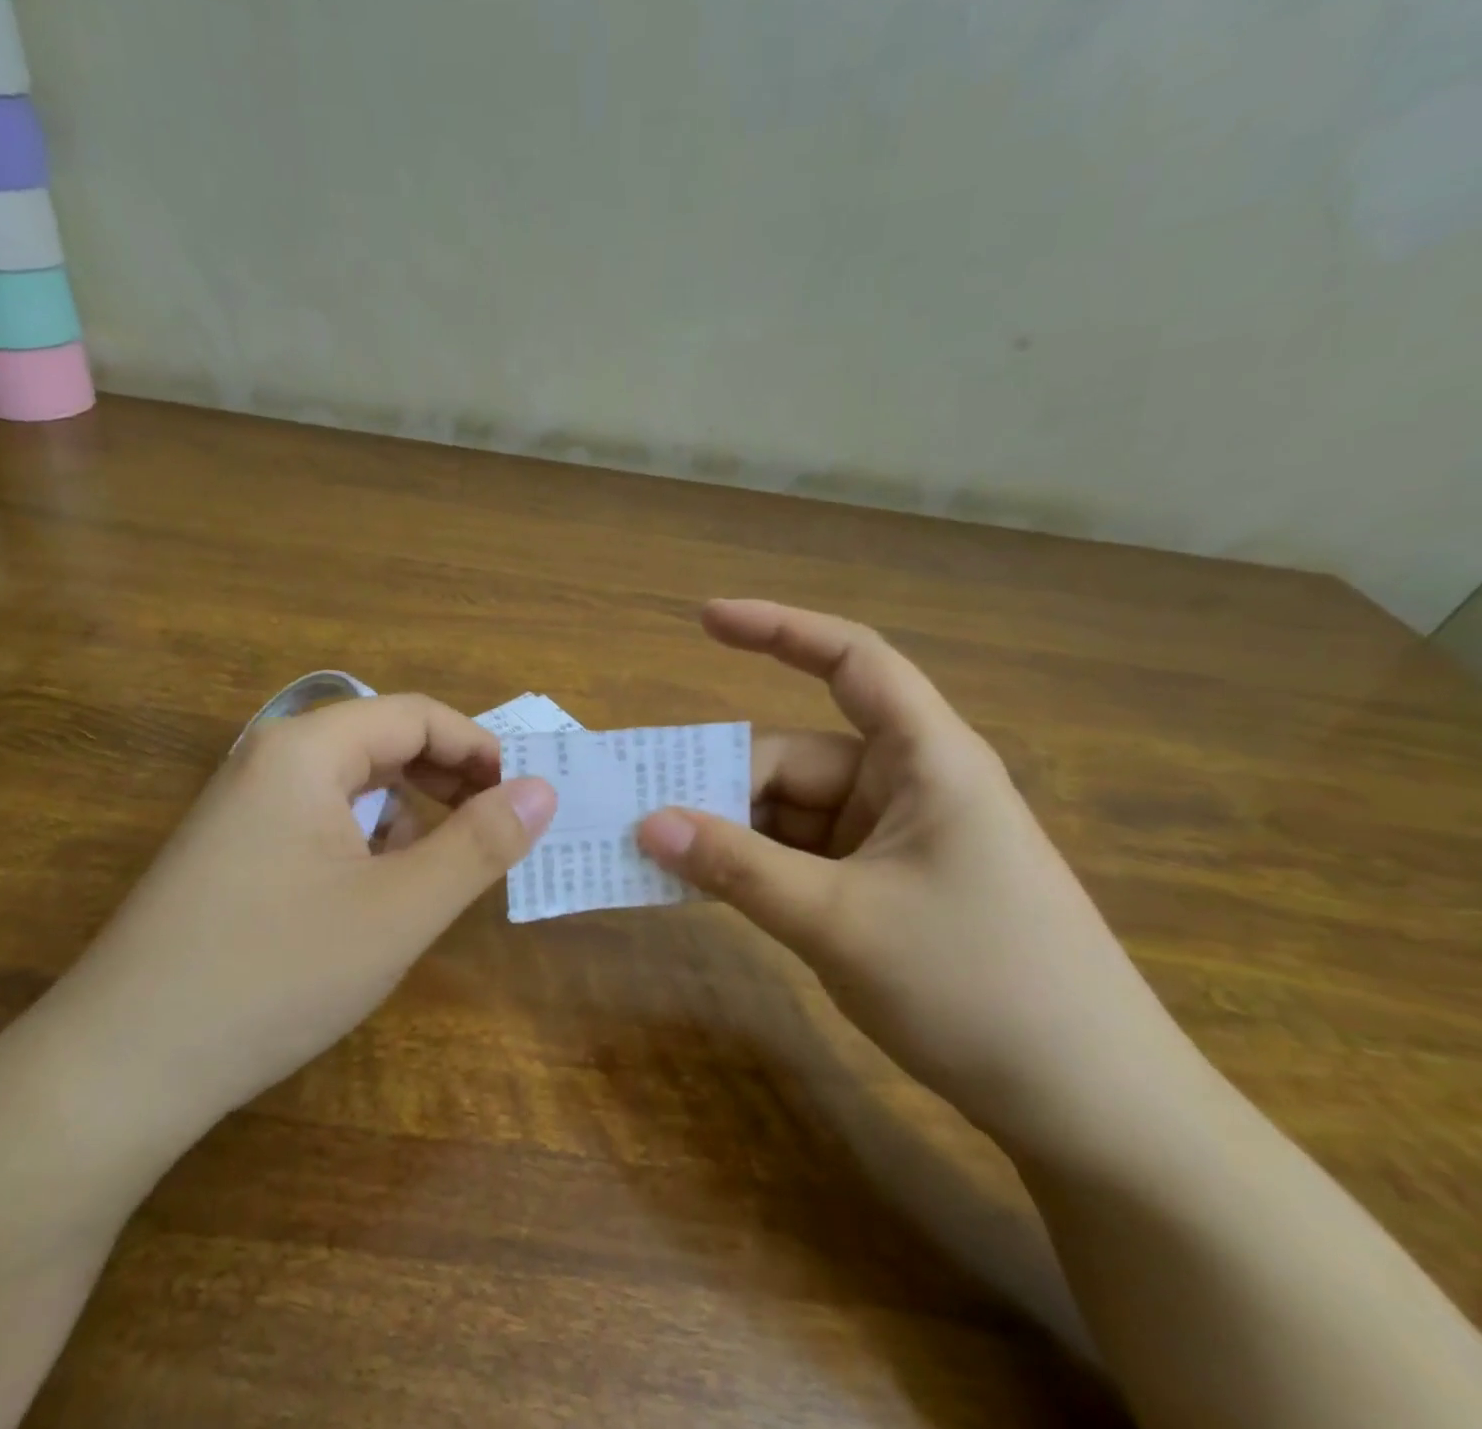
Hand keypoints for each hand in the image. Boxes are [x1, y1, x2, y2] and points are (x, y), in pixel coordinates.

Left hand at [40, 694, 556, 1144]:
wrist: (118, 1069)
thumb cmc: (274, 974)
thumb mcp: (398, 910)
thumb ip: (478, 844)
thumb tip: (542, 790)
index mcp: (306, 750)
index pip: (417, 715)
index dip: (479, 748)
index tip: (523, 798)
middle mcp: (269, 760)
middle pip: (382, 740)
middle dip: (448, 775)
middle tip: (497, 826)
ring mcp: (242, 807)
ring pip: (351, 782)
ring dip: (408, 808)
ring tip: (442, 860)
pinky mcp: (231, 851)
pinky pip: (318, 818)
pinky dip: (365, 836)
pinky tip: (376, 887)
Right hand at [637, 600, 1195, 1153]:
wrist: (1091, 1110)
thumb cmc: (980, 991)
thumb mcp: (839, 923)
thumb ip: (738, 869)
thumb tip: (647, 824)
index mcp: (926, 759)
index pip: (851, 661)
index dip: (777, 630)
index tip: (704, 621)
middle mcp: (909, 785)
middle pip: (795, 757)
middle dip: (720, 782)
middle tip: (639, 813)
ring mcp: (896, 839)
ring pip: (792, 811)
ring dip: (730, 830)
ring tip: (655, 852)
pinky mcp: (887, 886)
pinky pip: (803, 855)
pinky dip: (756, 865)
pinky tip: (705, 885)